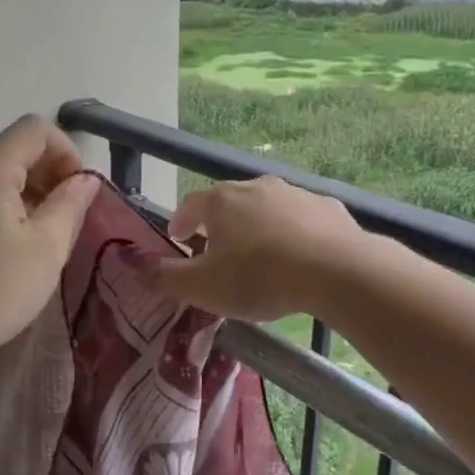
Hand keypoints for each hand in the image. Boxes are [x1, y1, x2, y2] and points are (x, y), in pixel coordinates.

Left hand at [0, 116, 98, 361]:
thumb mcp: (47, 247)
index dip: (66, 151)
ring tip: (36, 235)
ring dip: (24, 191)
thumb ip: (70, 203)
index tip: (77, 192)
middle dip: (47, 173)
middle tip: (64, 217)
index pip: (35, 129)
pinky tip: (3, 245)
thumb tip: (84, 179)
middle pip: (13, 148)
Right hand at [151, 177, 366, 321]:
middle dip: (219, 225)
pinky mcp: (329, 207)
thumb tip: (138, 268)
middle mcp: (255, 187)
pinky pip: (302, 219)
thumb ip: (167, 277)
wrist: (336, 270)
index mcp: (220, 201)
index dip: (180, 222)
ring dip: (258, 226)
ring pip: (267, 208)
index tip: (178, 239)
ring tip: (260, 256)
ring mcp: (295, 193)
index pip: (190, 205)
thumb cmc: (259, 277)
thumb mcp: (203, 287)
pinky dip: (294, 233)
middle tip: (218, 251)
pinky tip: (300, 256)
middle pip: (228, 203)